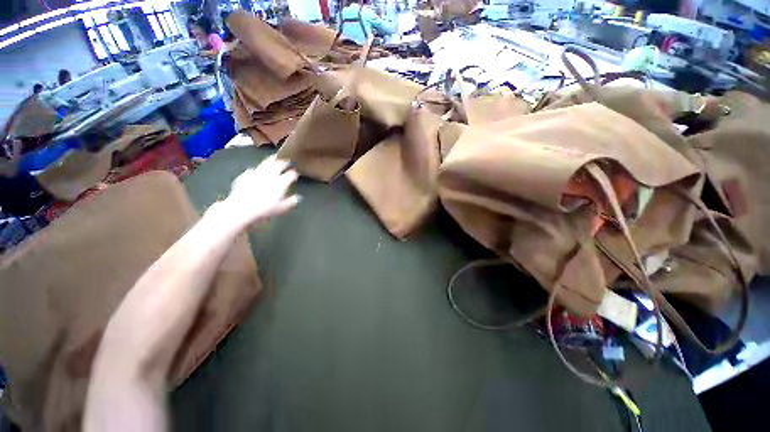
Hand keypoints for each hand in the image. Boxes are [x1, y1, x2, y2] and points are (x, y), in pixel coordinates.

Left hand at [224, 155, 299, 227]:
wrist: (242, 207)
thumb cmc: (265, 209)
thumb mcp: (282, 208)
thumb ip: (292, 201)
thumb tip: (298, 197)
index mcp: (282, 182)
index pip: (291, 174)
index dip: (294, 173)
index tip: (296, 173)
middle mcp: (271, 175)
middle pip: (280, 165)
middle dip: (285, 162)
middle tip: (287, 162)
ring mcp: (258, 173)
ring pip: (267, 163)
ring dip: (272, 159)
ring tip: (274, 157)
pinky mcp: (246, 174)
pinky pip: (253, 169)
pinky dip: (258, 169)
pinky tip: (257, 171)